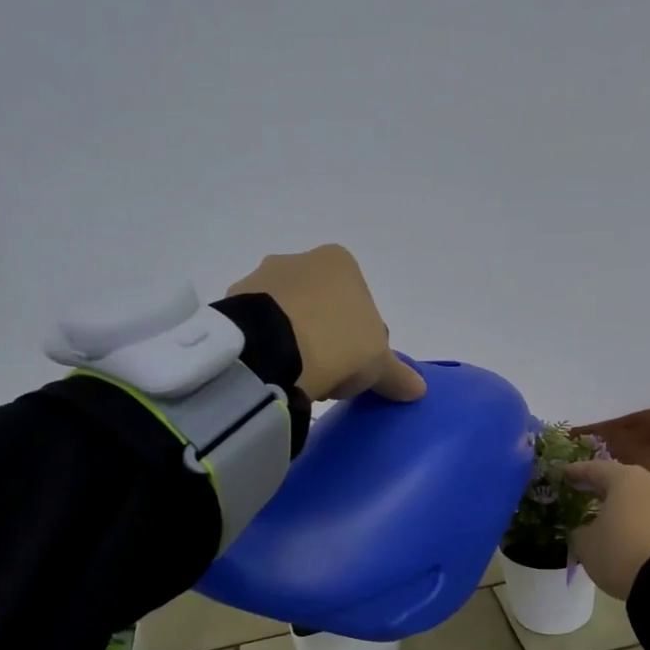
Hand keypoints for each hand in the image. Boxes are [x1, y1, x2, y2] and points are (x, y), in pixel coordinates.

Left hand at [228, 244, 425, 402]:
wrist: (270, 349)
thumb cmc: (337, 343)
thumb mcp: (377, 364)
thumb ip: (397, 374)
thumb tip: (418, 389)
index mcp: (340, 262)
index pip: (360, 305)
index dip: (362, 341)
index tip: (355, 368)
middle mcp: (299, 260)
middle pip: (322, 306)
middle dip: (326, 337)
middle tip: (327, 376)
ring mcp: (261, 278)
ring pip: (287, 314)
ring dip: (294, 341)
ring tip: (296, 378)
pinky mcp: (231, 302)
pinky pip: (258, 327)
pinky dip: (266, 345)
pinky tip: (272, 371)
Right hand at [565, 459, 649, 599]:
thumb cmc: (621, 552)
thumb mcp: (586, 545)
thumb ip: (582, 533)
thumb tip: (584, 530)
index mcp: (627, 481)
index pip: (597, 470)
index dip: (580, 472)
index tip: (566, 474)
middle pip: (634, 484)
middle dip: (617, 493)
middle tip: (601, 500)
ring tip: (640, 525)